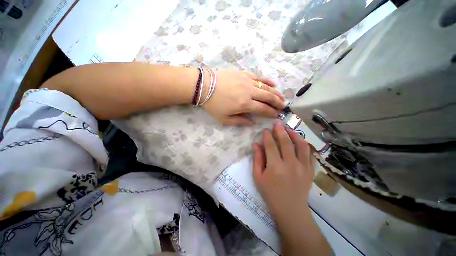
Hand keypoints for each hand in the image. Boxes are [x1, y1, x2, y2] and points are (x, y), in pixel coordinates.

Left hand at [202, 70, 284, 125]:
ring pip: (266, 87)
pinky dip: (268, 81)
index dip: (271, 113)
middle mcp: (249, 92)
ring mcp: (248, 81)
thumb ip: (240, 121)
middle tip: (283, 106)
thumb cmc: (213, 104)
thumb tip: (252, 123)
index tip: (277, 115)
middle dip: (277, 103)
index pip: (263, 109)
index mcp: (244, 104)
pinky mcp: (244, 74)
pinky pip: (259, 77)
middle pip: (268, 97)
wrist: (204, 86)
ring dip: (276, 93)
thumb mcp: (224, 119)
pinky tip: (273, 84)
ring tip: (282, 97)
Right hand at [252, 122, 315, 221]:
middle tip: (277, 123)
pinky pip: (310, 154)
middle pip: (286, 142)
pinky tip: (300, 142)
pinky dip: (306, 146)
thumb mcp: (258, 177)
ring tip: (289, 130)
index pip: (271, 145)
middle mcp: (291, 164)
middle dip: (280, 130)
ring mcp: (303, 167)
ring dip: (295, 135)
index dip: (267, 136)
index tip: (265, 130)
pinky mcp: (310, 170)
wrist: (290, 209)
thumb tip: (256, 144)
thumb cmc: (270, 193)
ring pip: (301, 145)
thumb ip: (257, 159)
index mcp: (275, 167)